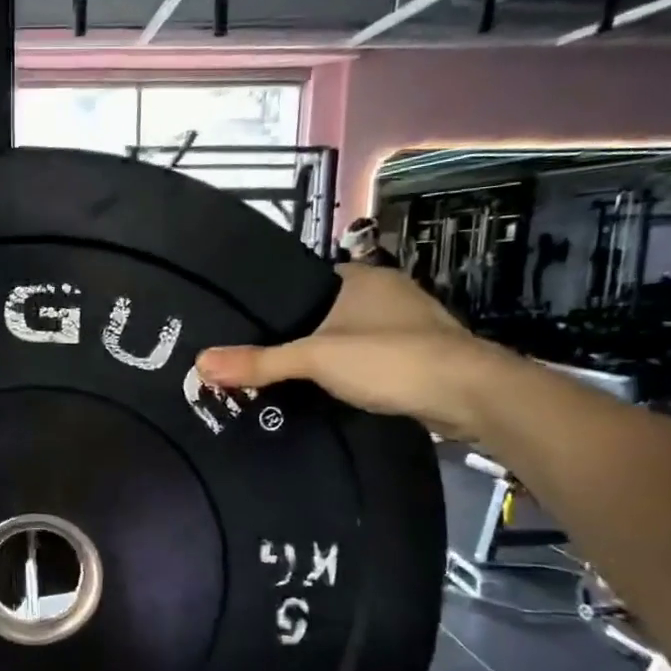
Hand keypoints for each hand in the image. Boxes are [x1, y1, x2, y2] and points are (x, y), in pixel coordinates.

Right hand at [195, 265, 508, 438]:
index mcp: (359, 277)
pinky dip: (352, 370)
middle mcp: (385, 291)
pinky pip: (371, 357)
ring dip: (328, 353)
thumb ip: (259, 362)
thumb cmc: (388, 358)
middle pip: (326, 310)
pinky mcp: (422, 353)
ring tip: (287, 376)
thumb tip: (199, 362)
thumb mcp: (314, 359)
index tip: (247, 327)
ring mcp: (408, 322)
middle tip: (259, 357)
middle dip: (299, 333)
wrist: (470, 394)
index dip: (276, 304)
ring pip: (350, 335)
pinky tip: (332, 389)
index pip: (305, 282)